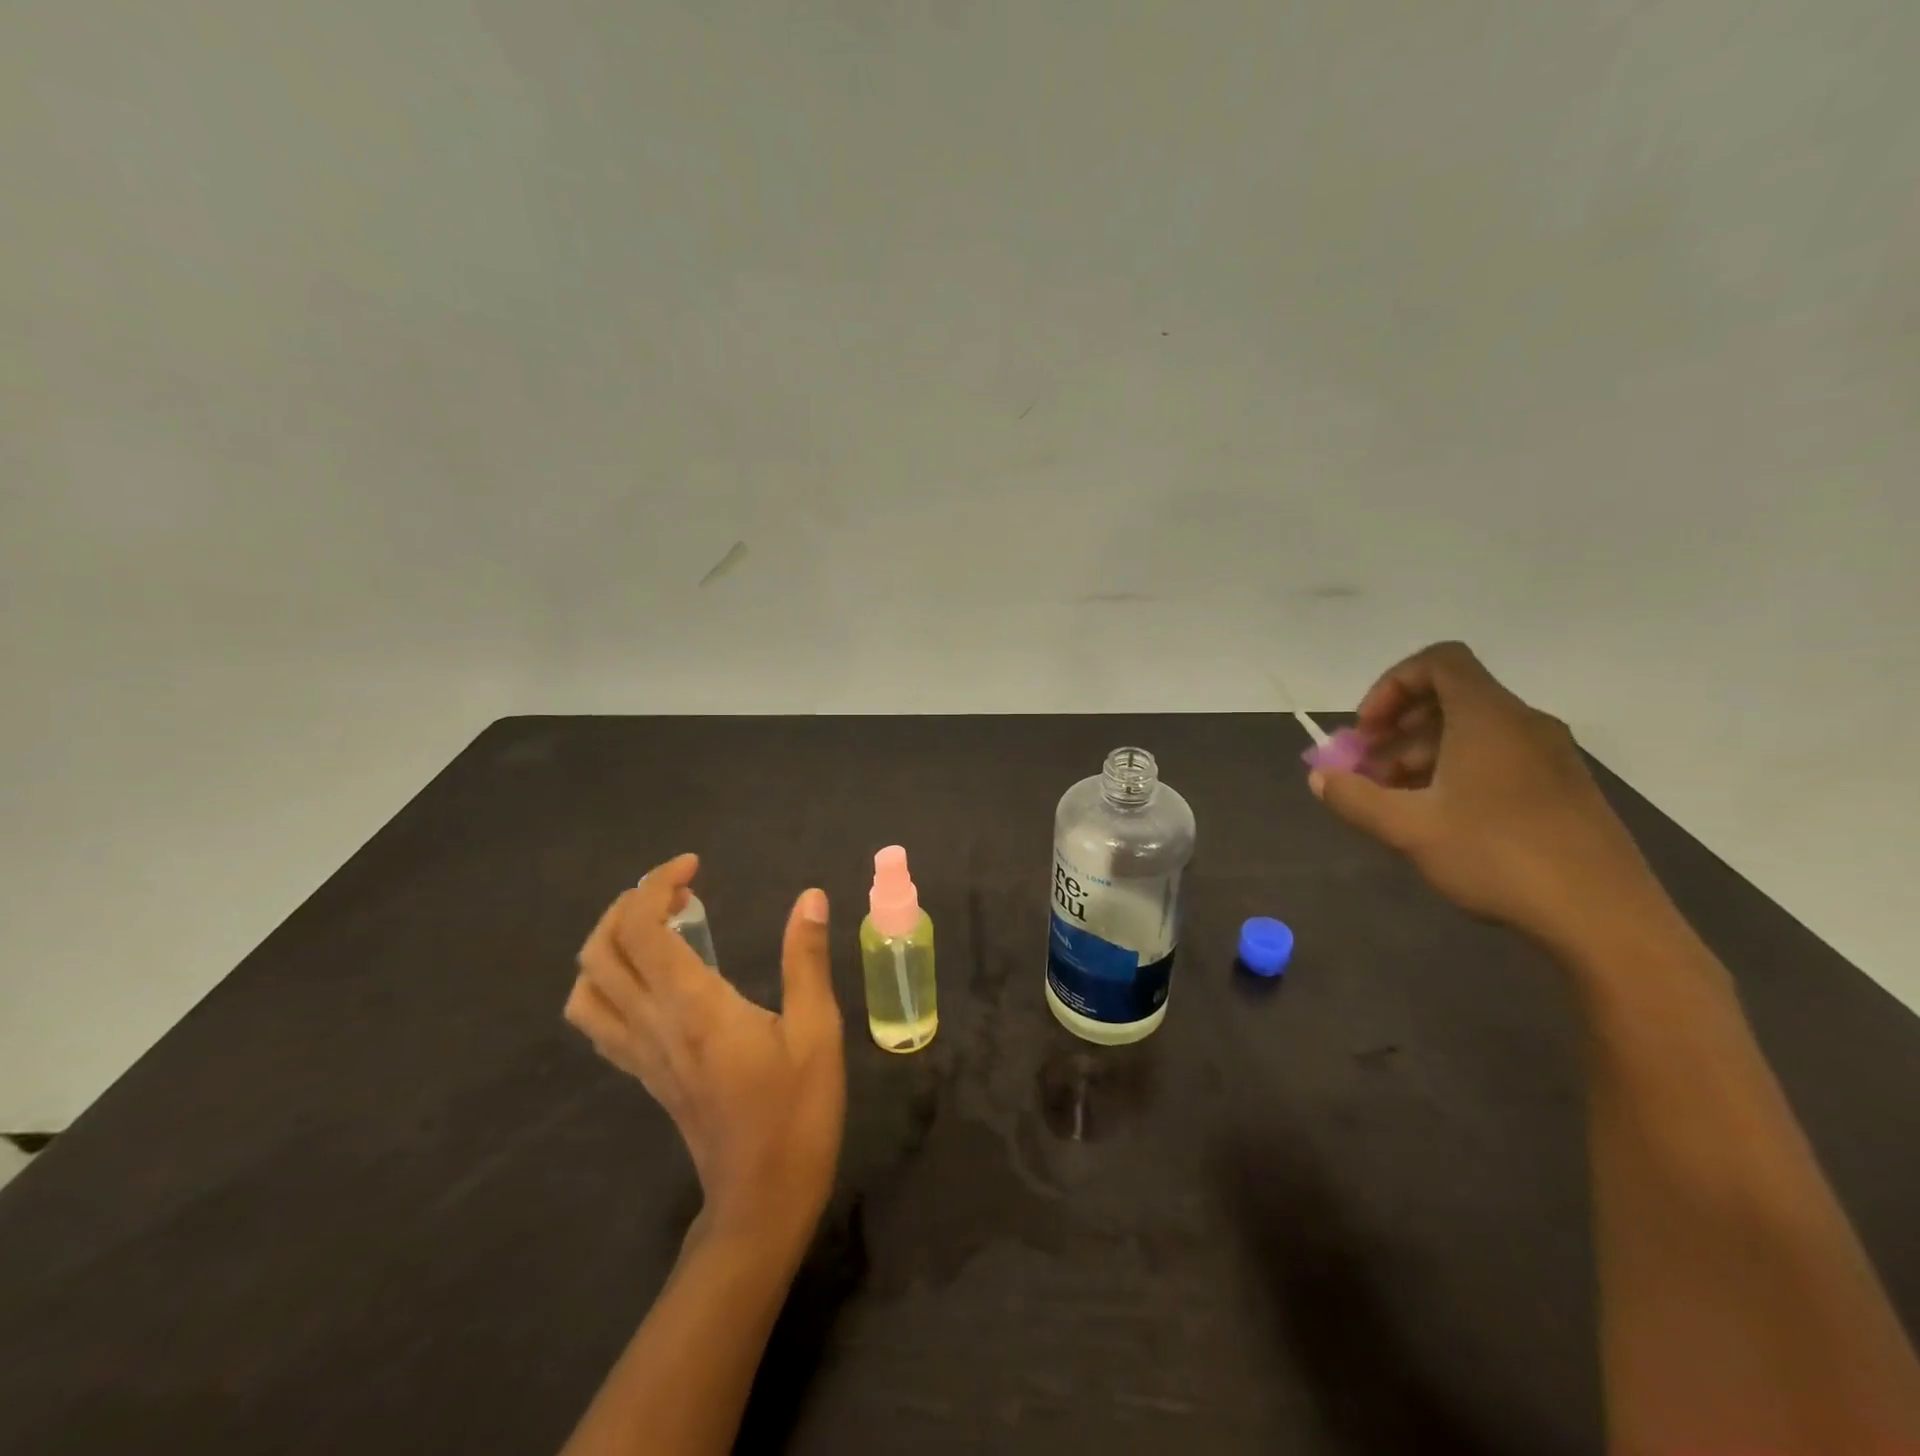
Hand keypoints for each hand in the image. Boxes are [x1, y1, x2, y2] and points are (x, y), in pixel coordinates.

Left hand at [565, 855, 845, 1245]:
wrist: (761, 1200)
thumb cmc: (797, 1113)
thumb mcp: (817, 1031)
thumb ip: (807, 960)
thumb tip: (809, 897)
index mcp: (693, 1007)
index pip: (643, 930)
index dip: (657, 885)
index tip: (693, 867)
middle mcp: (653, 1025)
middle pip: (601, 950)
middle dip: (627, 903)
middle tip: (676, 889)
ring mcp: (641, 1053)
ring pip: (587, 987)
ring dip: (608, 942)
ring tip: (655, 924)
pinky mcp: (644, 1073)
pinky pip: (598, 1019)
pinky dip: (607, 980)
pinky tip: (649, 976)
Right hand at [1309, 641, 1661, 948]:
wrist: (1605, 920)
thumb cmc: (1498, 857)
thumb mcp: (1407, 829)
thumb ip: (1354, 798)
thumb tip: (1320, 777)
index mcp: (1488, 718)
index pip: (1439, 661)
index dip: (1391, 685)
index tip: (1367, 731)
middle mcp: (1523, 724)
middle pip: (1450, 698)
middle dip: (1397, 729)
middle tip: (1367, 771)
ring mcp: (1550, 757)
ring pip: (1471, 732)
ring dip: (1421, 754)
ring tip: (1394, 801)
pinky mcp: (1562, 789)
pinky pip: (1497, 758)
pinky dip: (1455, 772)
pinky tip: (1438, 819)